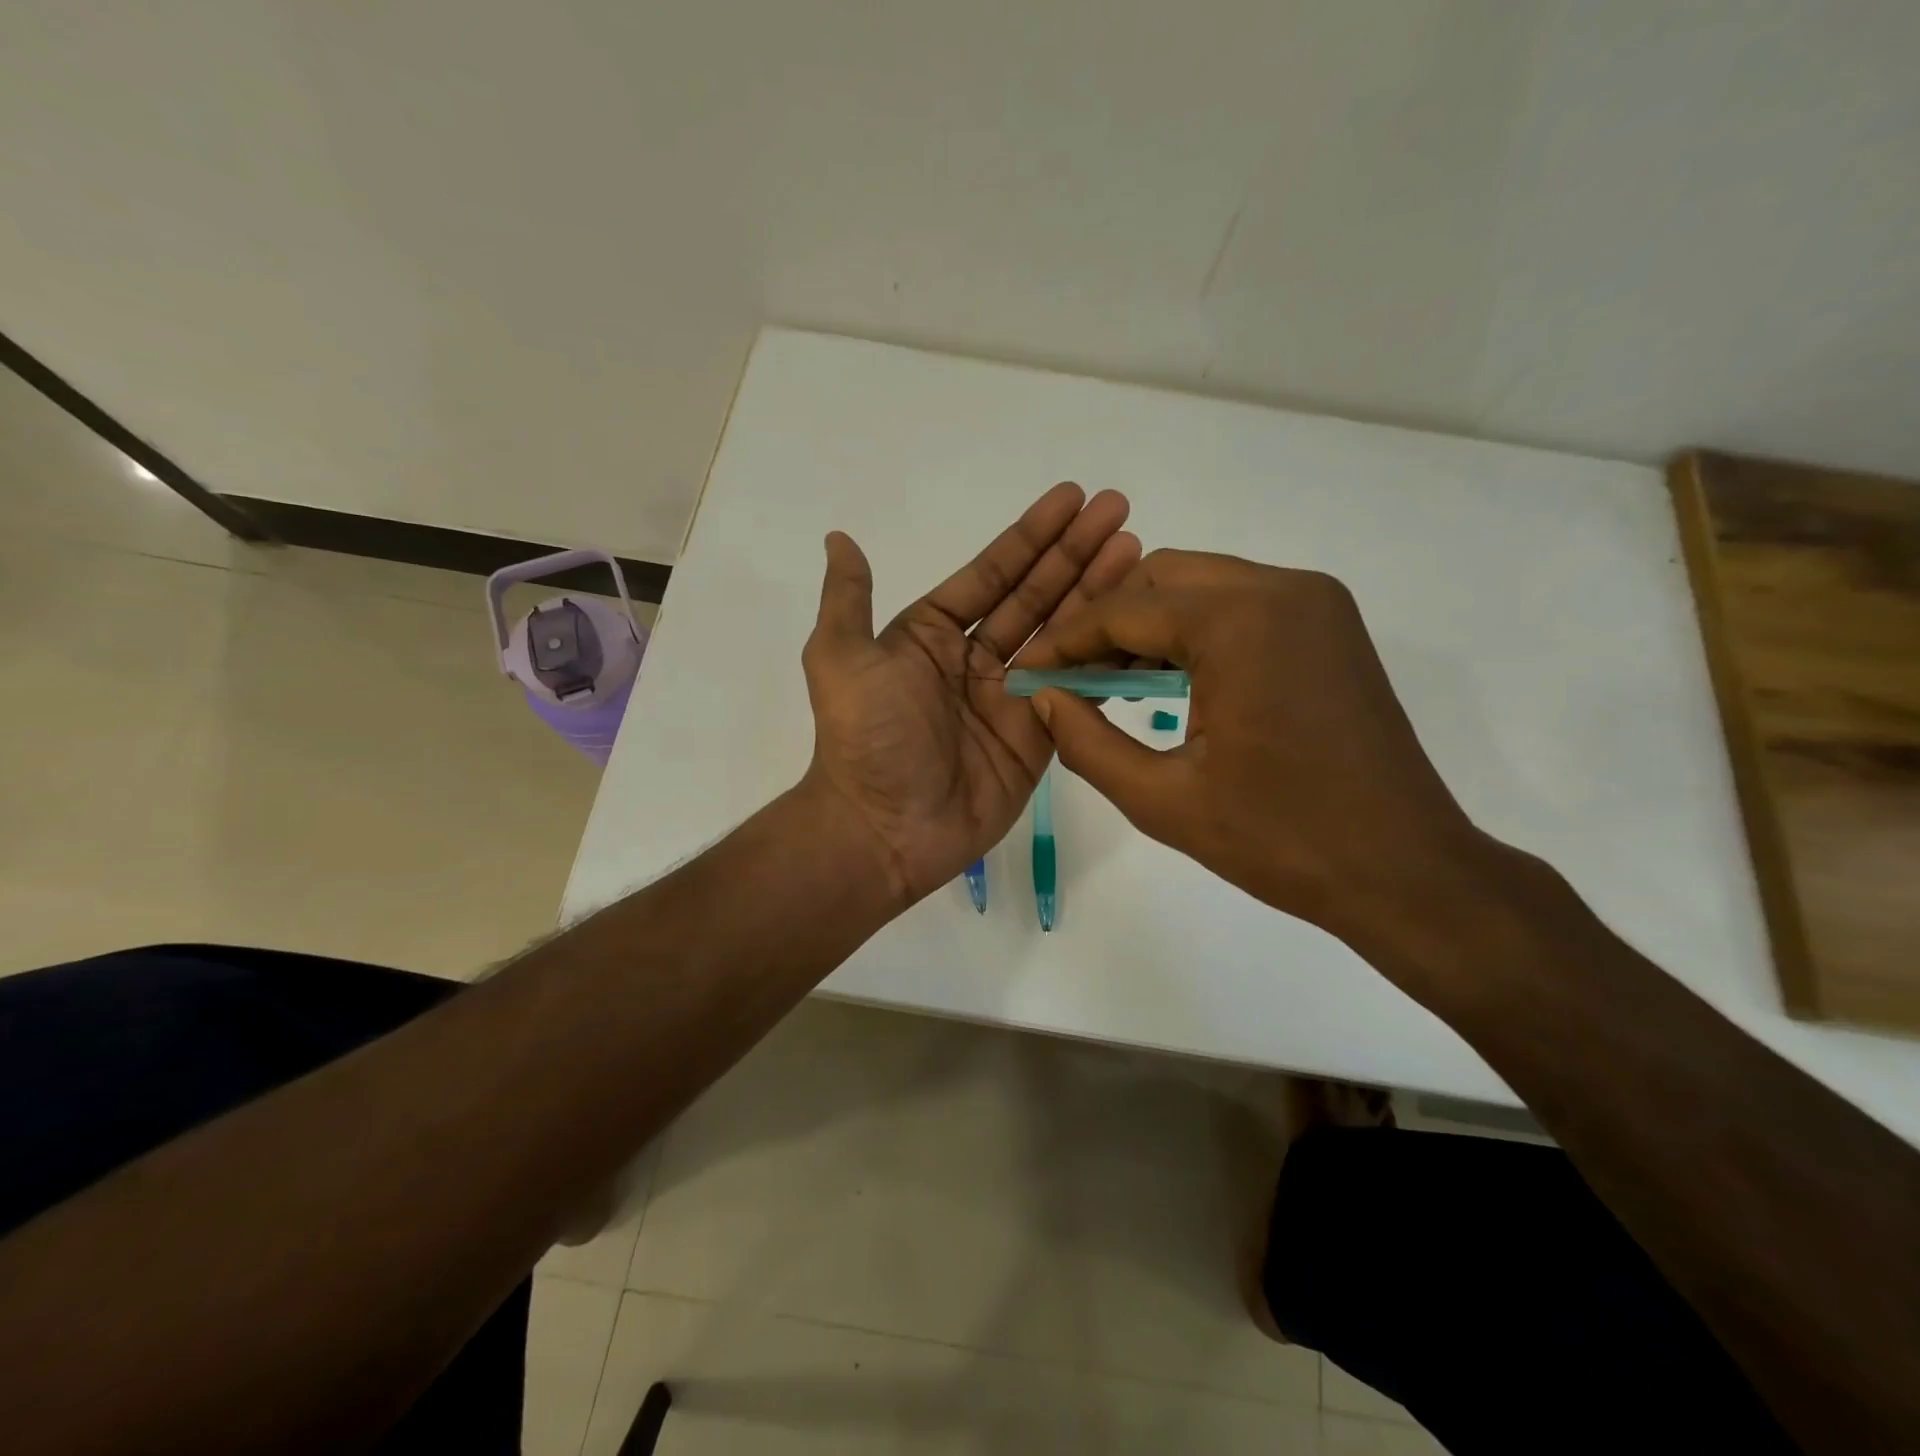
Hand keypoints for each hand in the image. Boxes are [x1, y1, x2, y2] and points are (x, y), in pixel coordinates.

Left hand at [800, 483, 1138, 909]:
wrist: (884, 828)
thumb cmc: (865, 737)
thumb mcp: (840, 657)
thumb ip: (848, 598)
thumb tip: (839, 538)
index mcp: (932, 635)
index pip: (992, 574)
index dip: (1031, 536)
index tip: (1072, 498)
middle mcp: (975, 660)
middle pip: (1034, 596)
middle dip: (1075, 553)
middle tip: (1119, 510)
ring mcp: (1011, 698)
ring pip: (1062, 636)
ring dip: (1097, 592)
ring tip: (1137, 551)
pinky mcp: (1038, 737)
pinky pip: (1076, 690)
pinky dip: (1105, 657)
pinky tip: (1136, 623)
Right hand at [1020, 550, 1497, 953]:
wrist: (1403, 871)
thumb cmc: (1280, 840)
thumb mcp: (1162, 799)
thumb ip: (1086, 742)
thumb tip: (1043, 699)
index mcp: (1239, 622)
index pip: (1124, 609)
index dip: (1066, 639)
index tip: (1028, 670)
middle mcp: (1282, 588)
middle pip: (1162, 579)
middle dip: (1107, 623)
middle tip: (1070, 679)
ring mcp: (1315, 603)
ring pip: (1201, 587)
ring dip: (1149, 627)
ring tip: (1111, 686)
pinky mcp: (1330, 626)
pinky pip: (1240, 606)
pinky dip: (1194, 633)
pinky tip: (1170, 684)